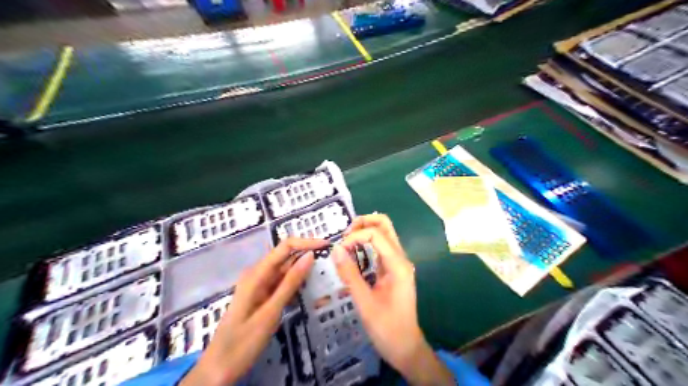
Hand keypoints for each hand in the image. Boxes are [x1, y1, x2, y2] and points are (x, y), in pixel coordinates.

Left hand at [180, 239, 329, 385]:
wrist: (218, 369)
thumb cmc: (243, 342)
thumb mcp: (270, 312)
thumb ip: (290, 283)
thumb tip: (310, 256)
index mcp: (256, 274)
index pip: (285, 247)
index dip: (306, 243)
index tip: (326, 245)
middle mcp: (258, 274)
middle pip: (286, 257)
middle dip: (307, 256)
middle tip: (331, 263)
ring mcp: (259, 285)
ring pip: (286, 271)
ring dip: (304, 272)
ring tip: (325, 275)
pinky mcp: (262, 296)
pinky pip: (282, 284)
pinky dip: (296, 285)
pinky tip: (310, 290)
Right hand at [332, 214, 454, 385]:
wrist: (406, 347)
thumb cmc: (386, 328)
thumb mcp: (364, 302)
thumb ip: (350, 274)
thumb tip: (335, 250)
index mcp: (397, 264)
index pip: (376, 234)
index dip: (355, 236)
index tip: (339, 250)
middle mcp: (400, 258)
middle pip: (385, 225)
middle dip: (363, 223)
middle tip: (345, 236)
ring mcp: (398, 263)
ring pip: (384, 234)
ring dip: (365, 231)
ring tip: (346, 243)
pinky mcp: (393, 269)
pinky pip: (381, 247)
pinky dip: (367, 243)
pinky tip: (354, 253)